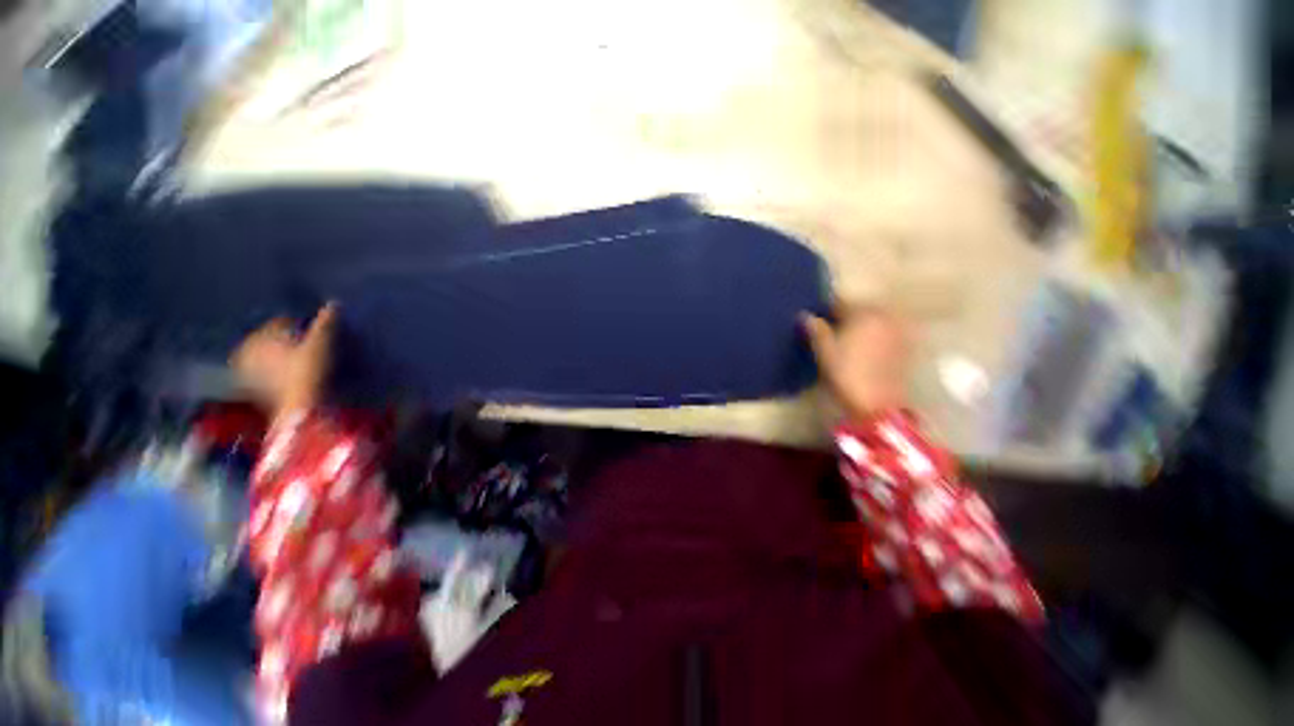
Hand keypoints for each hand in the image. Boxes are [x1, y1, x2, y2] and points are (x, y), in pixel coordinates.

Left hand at [231, 304, 336, 418]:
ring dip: (282, 355)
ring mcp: (245, 370)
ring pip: (267, 355)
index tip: (319, 335)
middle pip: (272, 338)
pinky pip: (263, 371)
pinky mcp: (250, 387)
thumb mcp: (321, 344)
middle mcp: (246, 348)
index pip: (283, 321)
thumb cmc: (308, 374)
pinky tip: (291, 377)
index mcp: (259, 335)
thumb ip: (326, 323)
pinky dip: (276, 370)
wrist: (296, 412)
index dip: (303, 326)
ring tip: (302, 362)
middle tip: (310, 348)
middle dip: (289, 340)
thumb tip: (333, 302)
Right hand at [802, 304, 908, 420]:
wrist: (877, 403)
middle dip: (847, 317)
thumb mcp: (824, 351)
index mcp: (864, 312)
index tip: (817, 319)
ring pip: (876, 321)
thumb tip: (806, 315)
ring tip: (849, 341)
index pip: (841, 302)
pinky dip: (876, 336)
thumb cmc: (846, 373)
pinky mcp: (907, 346)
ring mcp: (900, 330)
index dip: (826, 310)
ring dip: (863, 326)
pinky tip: (866, 350)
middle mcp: (885, 315)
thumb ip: (816, 330)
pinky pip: (887, 333)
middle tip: (832, 331)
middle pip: (861, 309)